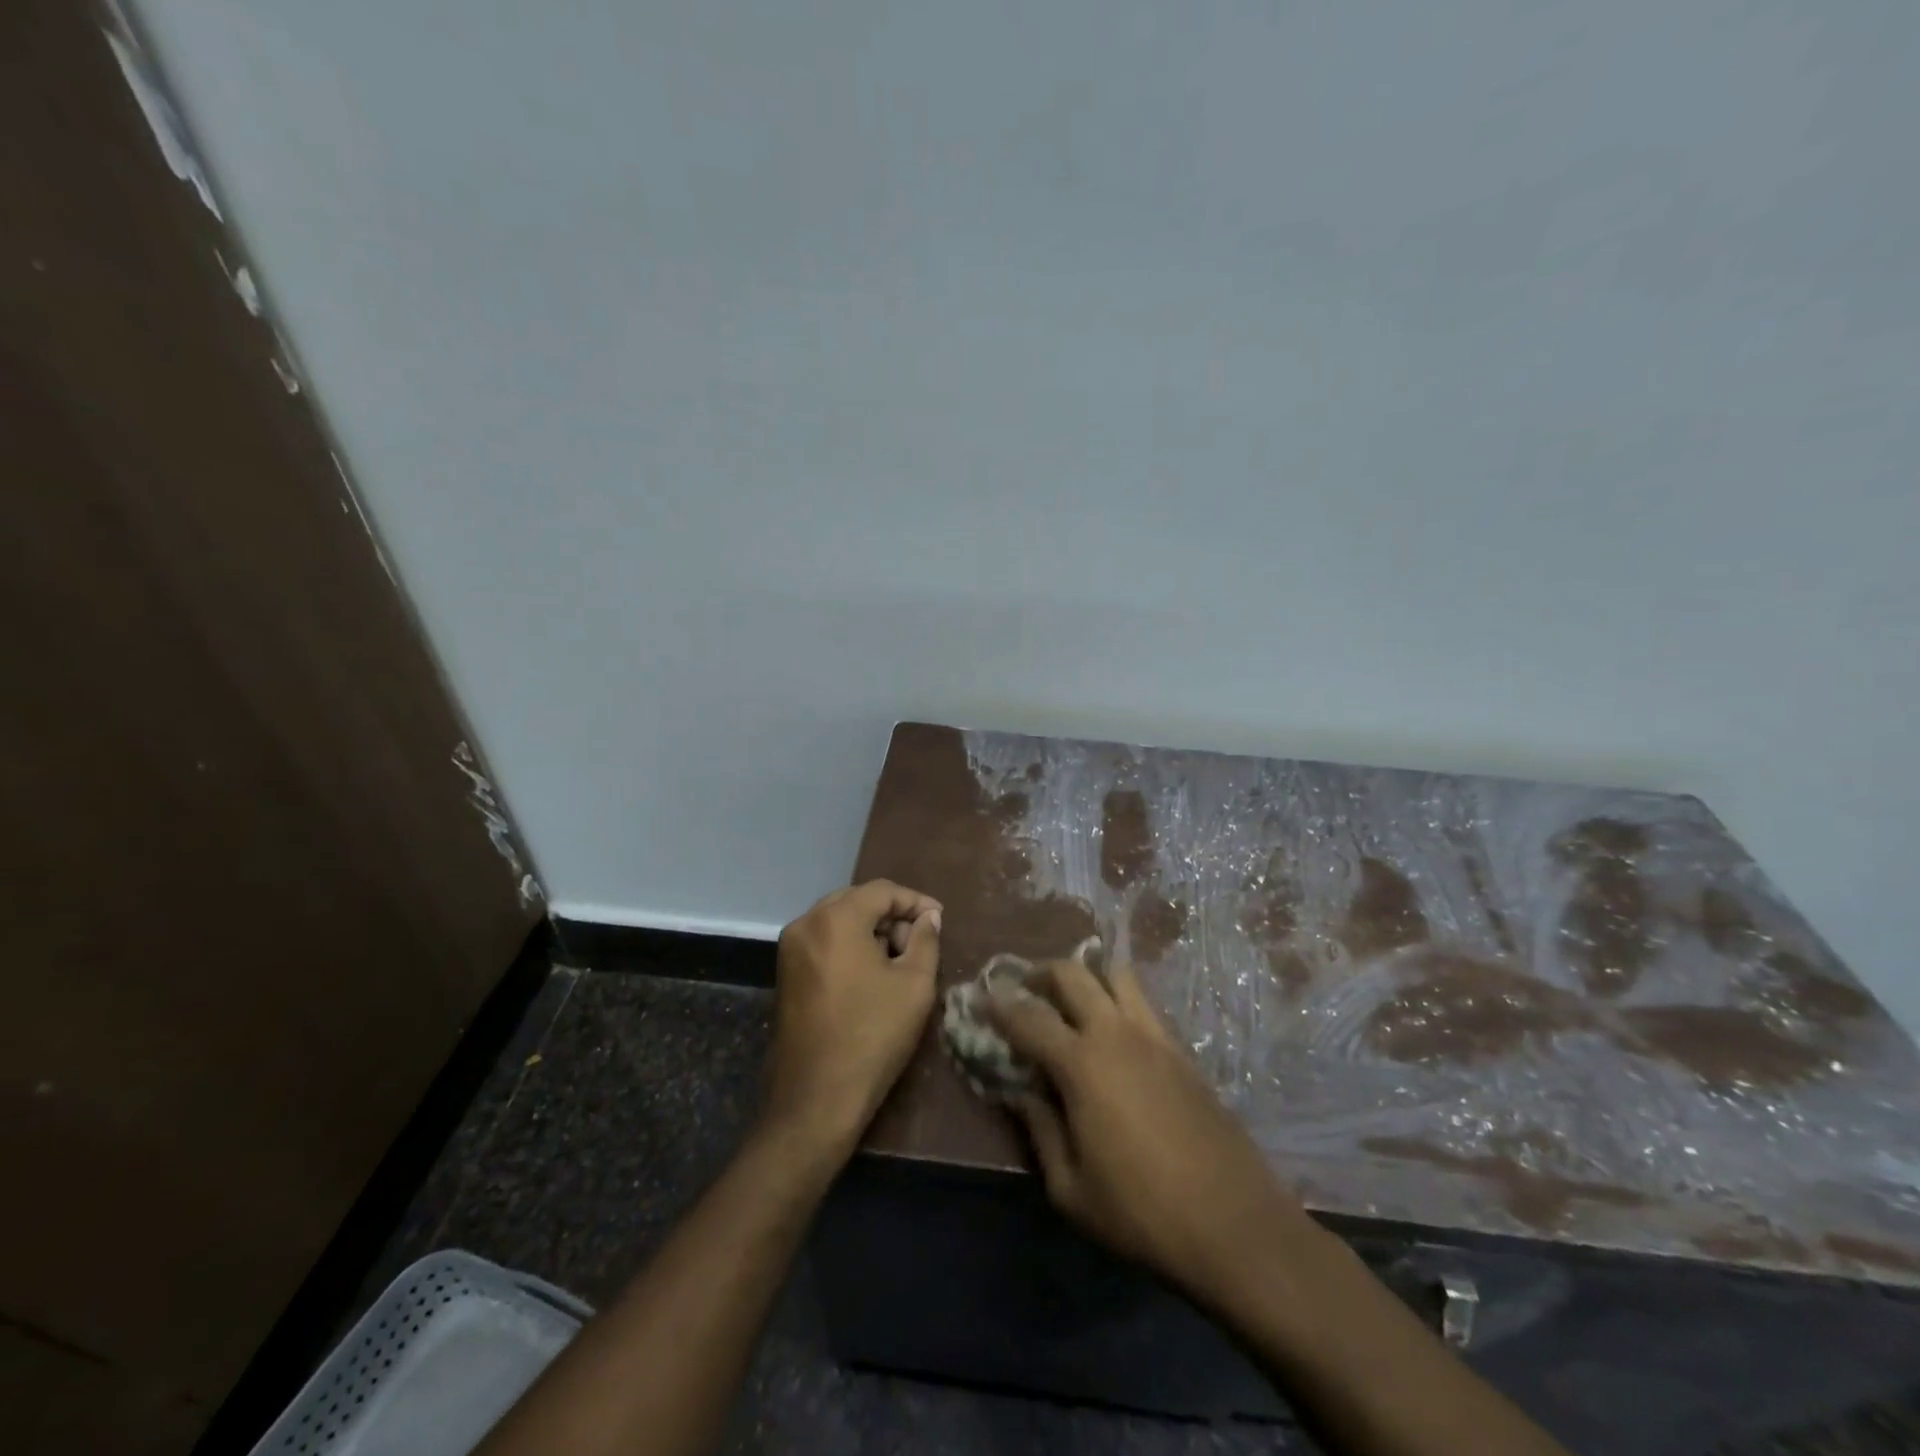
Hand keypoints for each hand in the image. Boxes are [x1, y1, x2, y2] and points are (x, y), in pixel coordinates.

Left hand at [763, 880, 941, 1158]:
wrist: (816, 1098)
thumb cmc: (872, 1036)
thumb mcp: (914, 984)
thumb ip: (925, 940)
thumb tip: (928, 917)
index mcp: (836, 919)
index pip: (882, 891)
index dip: (915, 901)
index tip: (939, 920)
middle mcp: (806, 923)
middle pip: (857, 900)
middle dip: (891, 915)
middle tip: (919, 941)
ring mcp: (790, 948)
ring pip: (838, 919)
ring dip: (870, 930)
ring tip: (897, 960)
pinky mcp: (785, 972)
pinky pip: (823, 941)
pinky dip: (849, 945)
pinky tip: (870, 973)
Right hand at [988, 952, 1309, 1306]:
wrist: (1234, 1223)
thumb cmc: (1142, 1213)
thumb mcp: (1071, 1189)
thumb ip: (1039, 1131)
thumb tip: (1019, 1093)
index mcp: (1082, 1064)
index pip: (1028, 1017)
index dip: (999, 1005)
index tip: (981, 999)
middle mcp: (1116, 1033)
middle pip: (1072, 972)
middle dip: (1040, 972)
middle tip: (1024, 990)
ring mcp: (1155, 1035)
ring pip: (1116, 973)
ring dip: (1087, 974)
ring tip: (1072, 999)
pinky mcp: (1182, 1049)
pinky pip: (1144, 1002)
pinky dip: (1119, 997)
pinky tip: (1113, 1030)